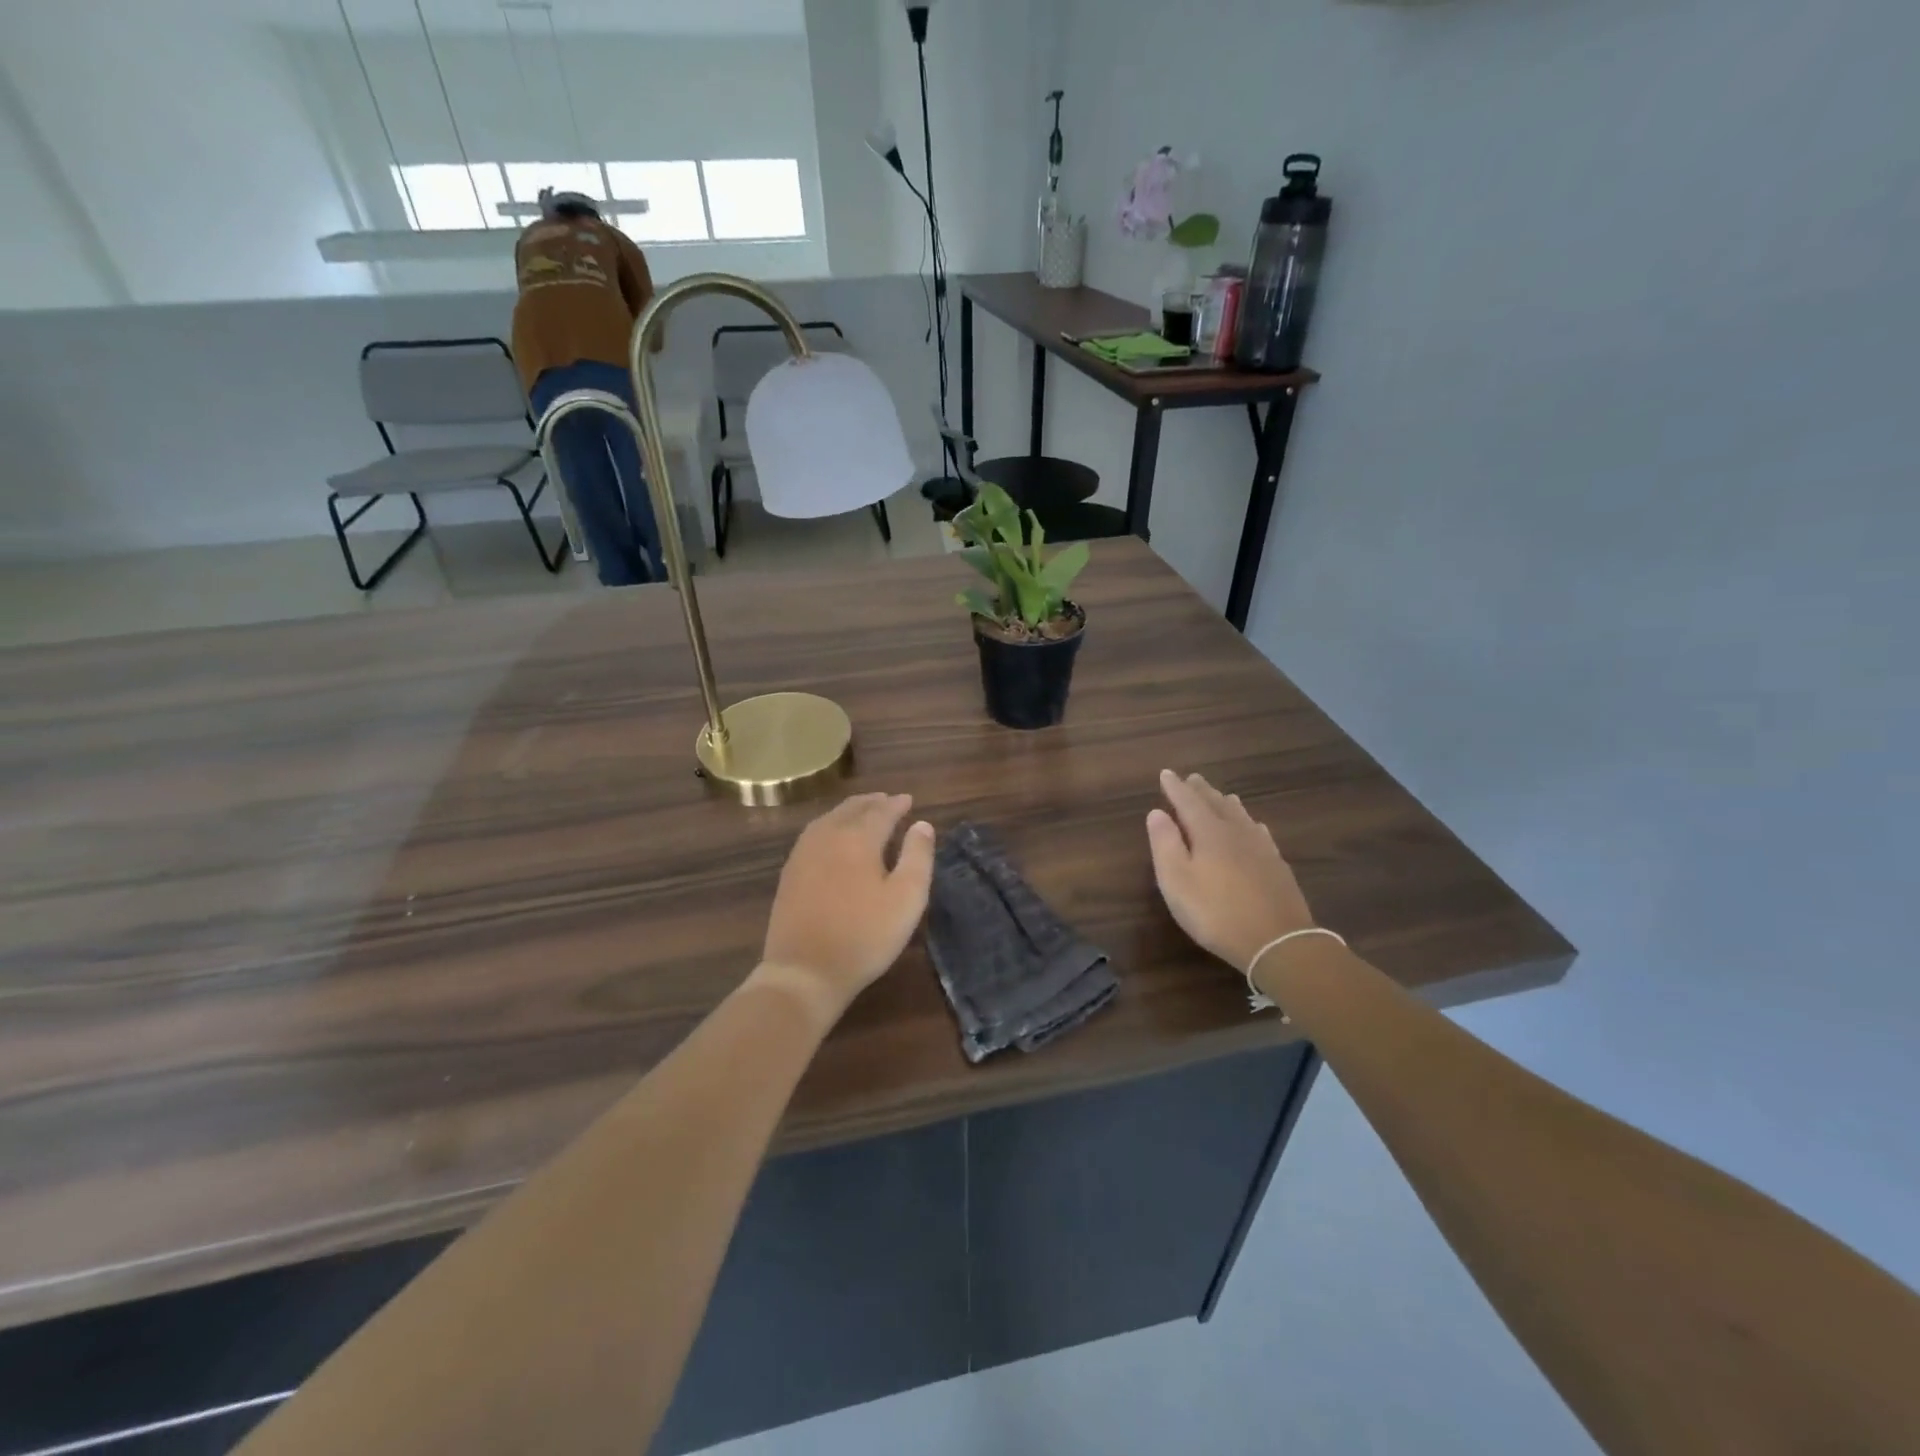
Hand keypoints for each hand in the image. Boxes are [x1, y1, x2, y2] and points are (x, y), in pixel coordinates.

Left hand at [758, 793, 935, 1017]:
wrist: (804, 971)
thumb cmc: (864, 935)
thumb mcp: (906, 898)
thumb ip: (918, 856)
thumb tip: (922, 824)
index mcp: (858, 838)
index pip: (881, 811)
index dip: (897, 804)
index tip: (909, 800)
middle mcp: (828, 836)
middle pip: (852, 809)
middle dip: (872, 802)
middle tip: (888, 800)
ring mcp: (804, 853)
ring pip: (829, 819)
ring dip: (850, 811)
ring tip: (863, 812)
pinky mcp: (790, 872)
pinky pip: (814, 834)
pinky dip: (830, 825)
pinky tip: (833, 837)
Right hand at [1146, 770, 1316, 971]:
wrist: (1277, 941)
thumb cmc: (1216, 912)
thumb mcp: (1177, 881)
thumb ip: (1165, 843)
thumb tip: (1157, 812)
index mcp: (1208, 832)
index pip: (1188, 801)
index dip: (1175, 788)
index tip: (1166, 774)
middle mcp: (1236, 832)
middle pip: (1217, 803)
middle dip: (1201, 790)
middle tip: (1192, 778)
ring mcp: (1261, 847)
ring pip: (1240, 815)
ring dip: (1226, 802)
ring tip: (1220, 795)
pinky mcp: (1277, 865)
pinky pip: (1259, 832)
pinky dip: (1249, 823)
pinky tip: (1253, 827)